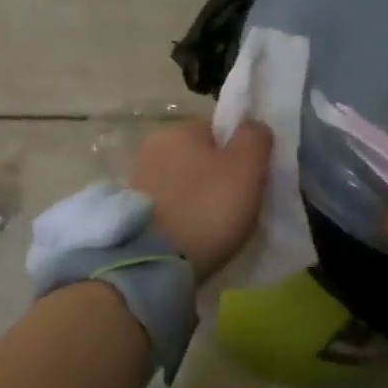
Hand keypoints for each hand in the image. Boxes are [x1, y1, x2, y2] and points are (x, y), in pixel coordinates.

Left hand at [129, 118, 271, 281]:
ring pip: (184, 183)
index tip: (249, 183)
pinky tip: (192, 237)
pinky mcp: (132, 211)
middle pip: (200, 158)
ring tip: (214, 228)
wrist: (154, 262)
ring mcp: (139, 179)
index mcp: (178, 129)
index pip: (219, 132)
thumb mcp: (246, 168)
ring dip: (198, 199)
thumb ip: (254, 138)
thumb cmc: (206, 208)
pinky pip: (169, 207)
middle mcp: (153, 146)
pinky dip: (183, 217)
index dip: (239, 156)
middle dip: (217, 178)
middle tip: (235, 207)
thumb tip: (252, 125)